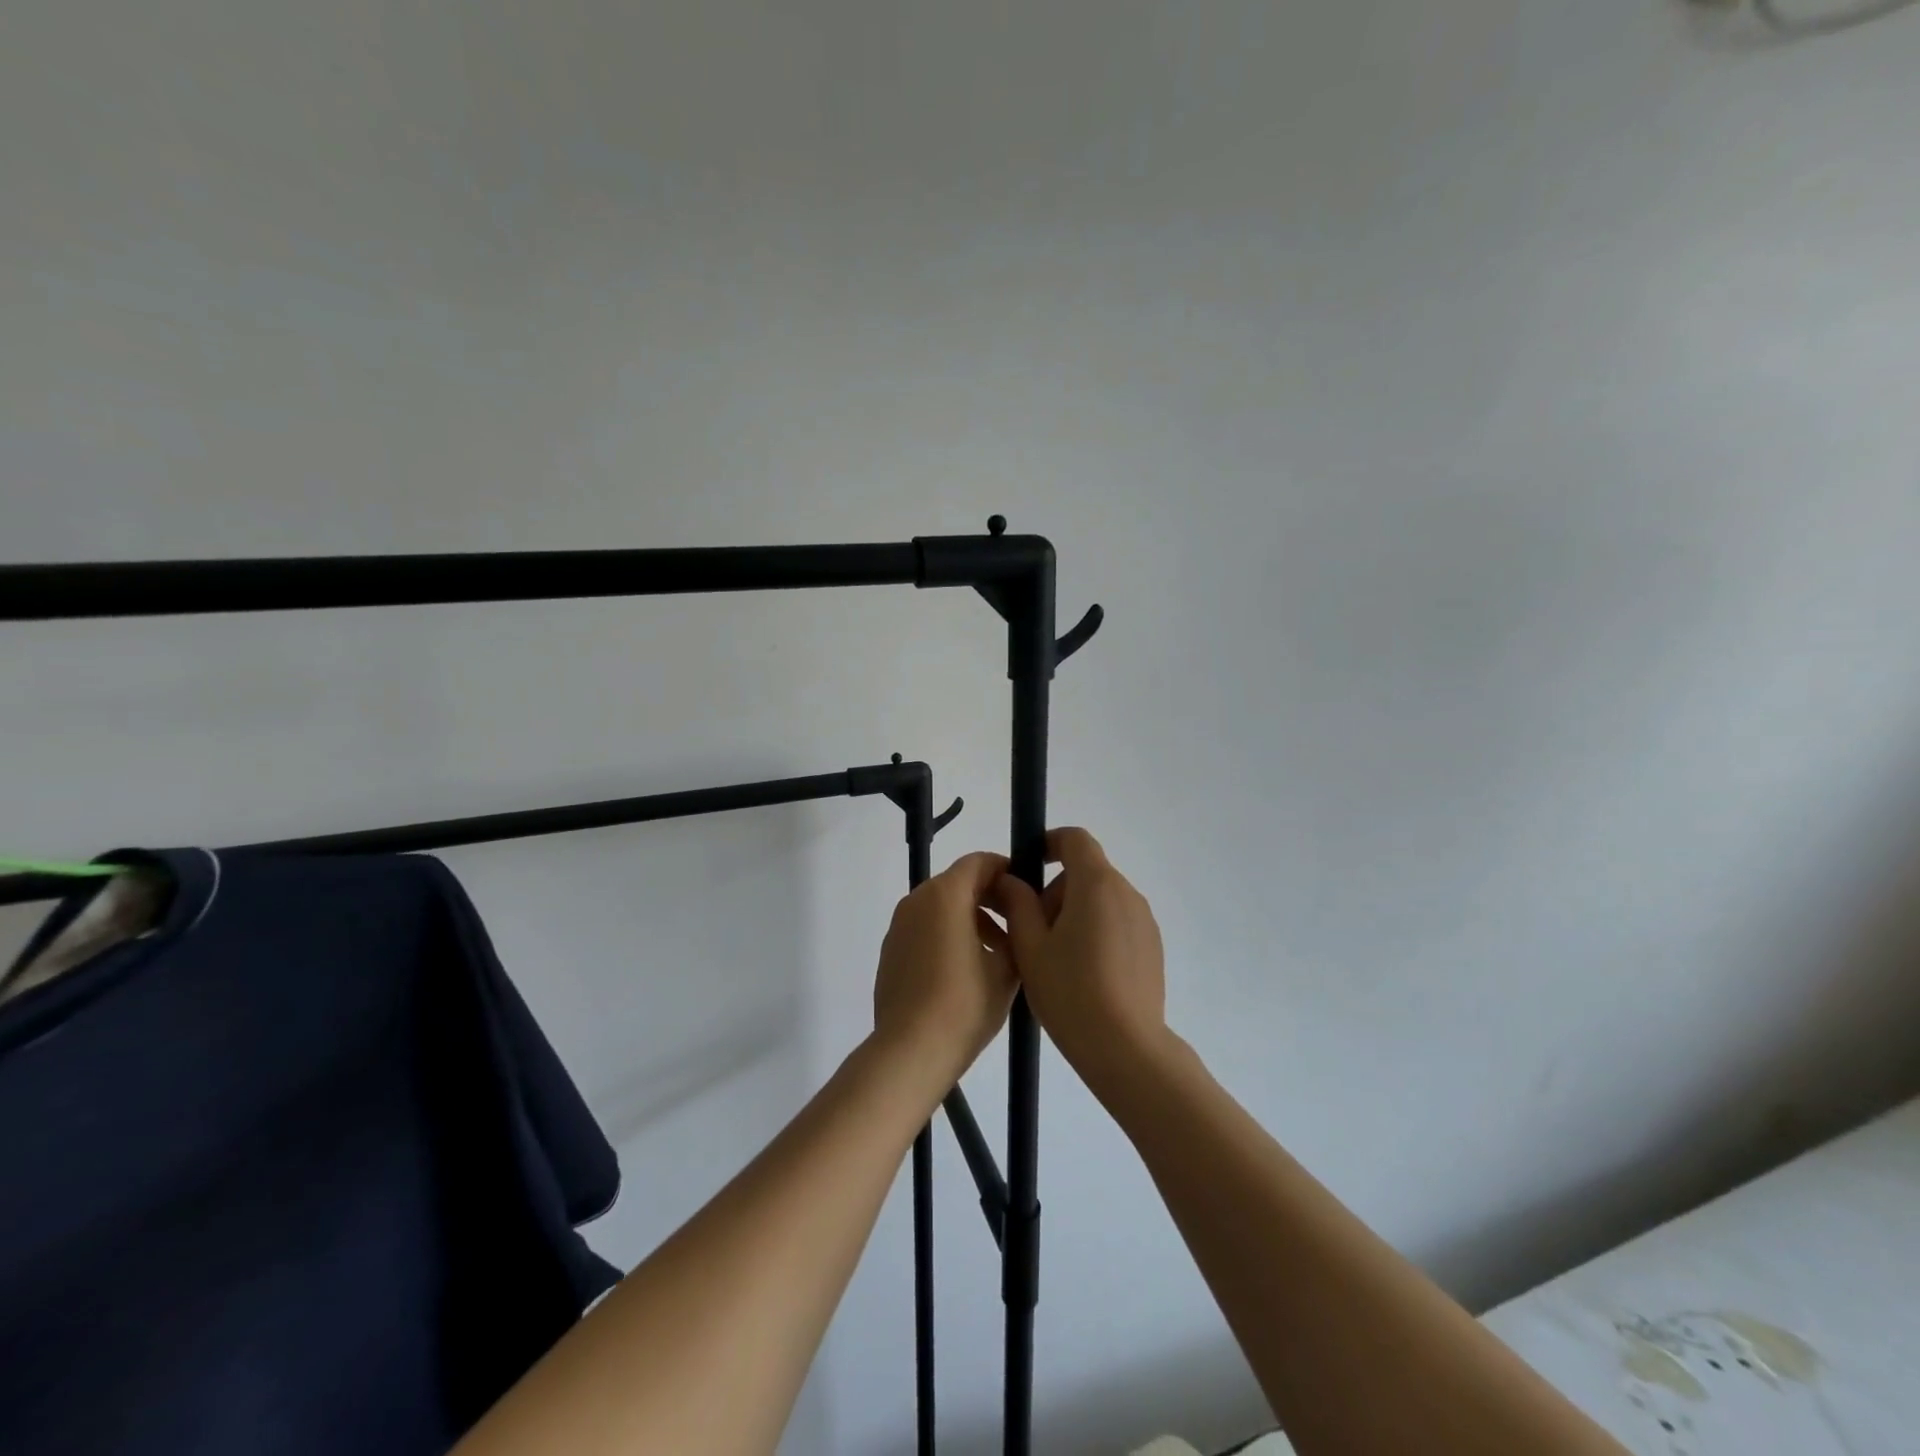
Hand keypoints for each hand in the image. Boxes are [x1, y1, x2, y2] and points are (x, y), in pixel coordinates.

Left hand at [872, 851, 1019, 1091]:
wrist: (910, 1051)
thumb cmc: (965, 1004)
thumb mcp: (1007, 967)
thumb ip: (1017, 931)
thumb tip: (1017, 918)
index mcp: (945, 895)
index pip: (979, 862)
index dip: (1006, 871)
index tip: (1027, 892)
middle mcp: (916, 900)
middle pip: (958, 883)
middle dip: (989, 898)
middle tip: (1017, 925)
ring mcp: (898, 926)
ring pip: (940, 907)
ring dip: (969, 919)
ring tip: (995, 954)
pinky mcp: (890, 951)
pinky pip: (924, 929)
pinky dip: (946, 936)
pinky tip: (964, 972)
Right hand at [992, 828, 1169, 1097]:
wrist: (1126, 1048)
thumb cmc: (1071, 991)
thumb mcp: (1030, 946)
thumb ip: (1018, 904)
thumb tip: (1011, 880)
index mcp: (1096, 884)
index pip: (1075, 839)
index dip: (1050, 843)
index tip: (1029, 867)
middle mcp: (1126, 893)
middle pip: (1086, 872)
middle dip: (1055, 891)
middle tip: (1033, 931)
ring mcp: (1143, 920)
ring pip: (1101, 899)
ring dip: (1075, 912)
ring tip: (1056, 958)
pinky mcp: (1152, 946)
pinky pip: (1117, 921)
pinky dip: (1096, 931)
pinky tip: (1083, 973)